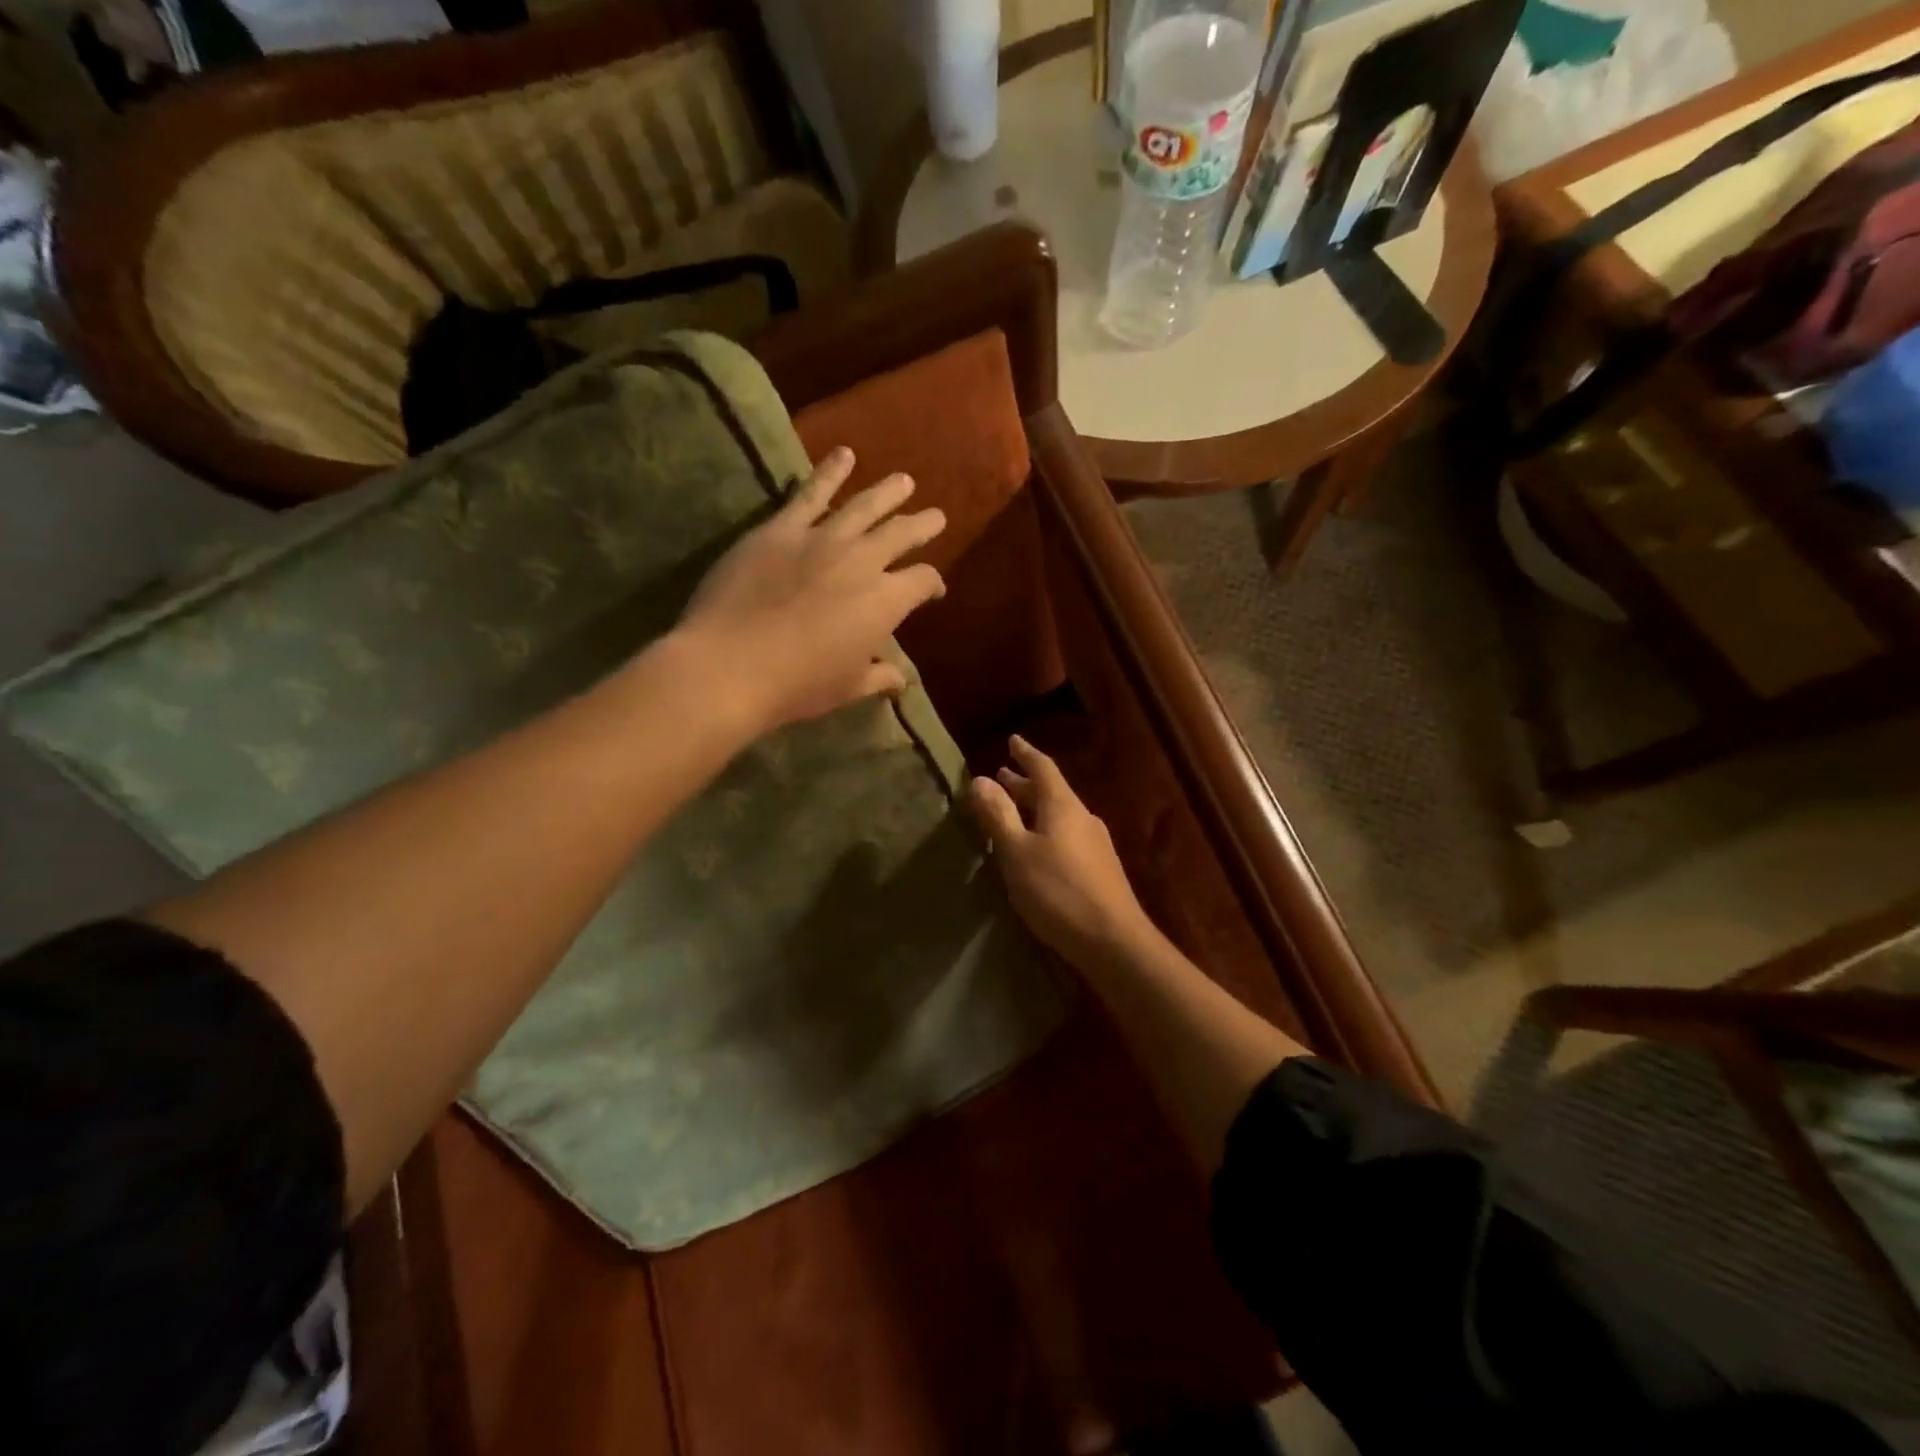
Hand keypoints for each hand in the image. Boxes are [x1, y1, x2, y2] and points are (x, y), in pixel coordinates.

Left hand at [676, 447, 945, 735]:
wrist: (732, 665)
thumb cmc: (798, 684)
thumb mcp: (847, 687)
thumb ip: (878, 677)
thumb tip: (901, 680)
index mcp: (886, 602)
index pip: (923, 581)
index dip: (933, 584)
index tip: (933, 590)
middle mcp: (863, 561)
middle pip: (902, 534)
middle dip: (922, 525)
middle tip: (936, 517)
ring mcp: (822, 538)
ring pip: (865, 505)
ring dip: (888, 492)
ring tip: (904, 481)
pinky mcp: (782, 528)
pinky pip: (812, 493)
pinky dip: (830, 471)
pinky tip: (844, 454)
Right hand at [968, 736, 1155, 966]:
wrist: (1113, 940)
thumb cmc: (1058, 891)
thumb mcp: (1017, 853)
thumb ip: (998, 816)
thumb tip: (980, 779)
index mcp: (1063, 806)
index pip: (1043, 768)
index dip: (1025, 753)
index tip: (1012, 740)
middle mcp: (1082, 818)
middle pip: (1051, 792)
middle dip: (1024, 784)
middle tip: (1002, 776)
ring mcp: (1095, 844)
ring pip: (1059, 815)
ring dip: (1034, 808)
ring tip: (1014, 810)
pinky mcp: (1099, 869)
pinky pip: (1066, 836)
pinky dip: (1045, 830)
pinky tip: (1036, 849)